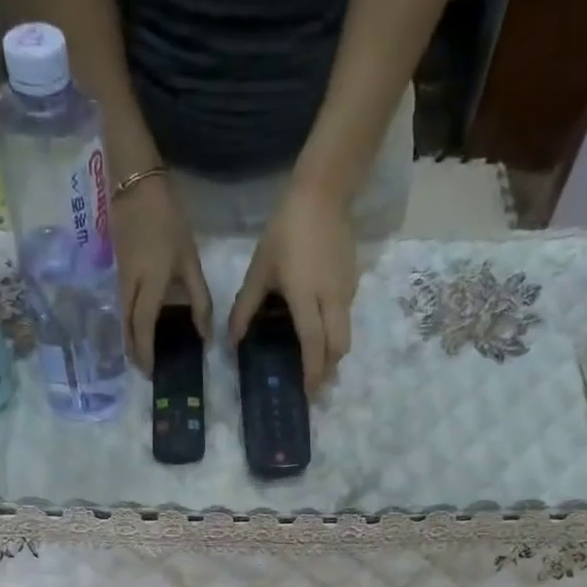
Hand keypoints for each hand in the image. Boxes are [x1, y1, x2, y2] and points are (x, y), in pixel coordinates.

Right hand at [112, 176, 211, 372]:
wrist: (134, 183)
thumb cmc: (167, 220)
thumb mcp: (189, 259)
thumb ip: (199, 298)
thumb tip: (205, 334)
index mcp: (148, 284)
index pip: (143, 327)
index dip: (146, 351)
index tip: (150, 371)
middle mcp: (129, 286)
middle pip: (127, 327)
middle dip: (134, 351)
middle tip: (144, 370)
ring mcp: (120, 277)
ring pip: (122, 317)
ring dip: (129, 338)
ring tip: (140, 354)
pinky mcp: (118, 269)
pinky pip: (122, 305)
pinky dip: (129, 322)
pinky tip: (138, 326)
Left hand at [228, 179, 357, 395]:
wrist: (323, 193)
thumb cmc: (285, 231)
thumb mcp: (259, 270)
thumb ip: (245, 308)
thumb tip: (232, 341)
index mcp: (306, 298)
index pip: (314, 345)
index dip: (312, 373)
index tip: (308, 393)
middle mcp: (331, 300)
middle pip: (338, 348)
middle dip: (329, 370)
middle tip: (316, 386)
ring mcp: (346, 291)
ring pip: (346, 335)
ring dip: (334, 354)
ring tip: (320, 365)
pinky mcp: (354, 282)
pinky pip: (346, 317)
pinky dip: (336, 332)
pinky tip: (322, 332)